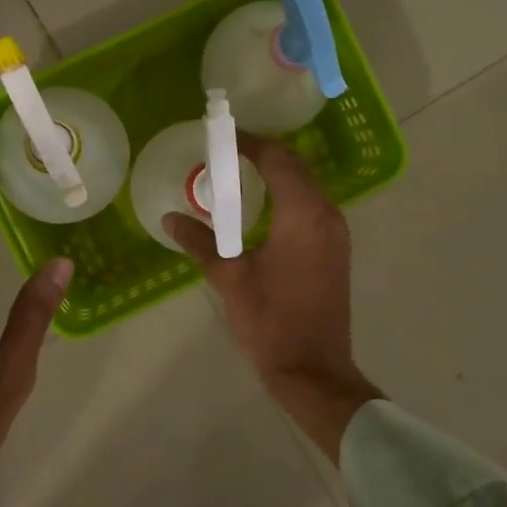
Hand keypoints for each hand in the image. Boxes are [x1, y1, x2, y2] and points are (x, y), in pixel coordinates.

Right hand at [165, 135, 379, 461]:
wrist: (313, 369)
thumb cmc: (269, 321)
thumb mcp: (228, 278)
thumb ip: (199, 242)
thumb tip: (170, 218)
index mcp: (301, 214)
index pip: (277, 159)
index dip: (249, 143)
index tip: (222, 136)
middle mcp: (326, 213)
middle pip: (296, 166)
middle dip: (263, 154)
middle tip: (226, 154)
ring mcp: (336, 232)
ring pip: (307, 185)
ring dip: (278, 173)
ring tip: (240, 176)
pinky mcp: (336, 249)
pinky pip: (312, 205)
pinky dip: (289, 195)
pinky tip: (263, 209)